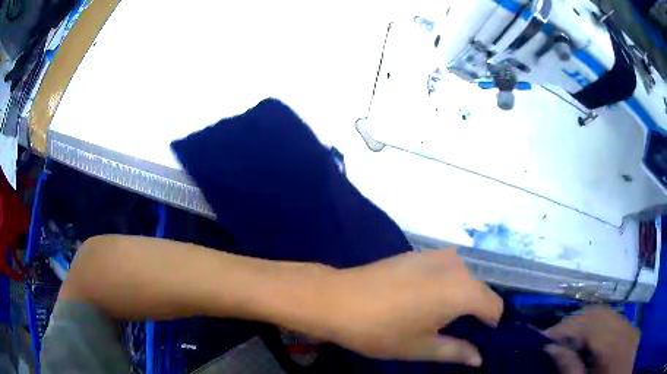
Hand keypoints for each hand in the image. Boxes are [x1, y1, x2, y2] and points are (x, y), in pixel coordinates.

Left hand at [321, 249, 502, 366]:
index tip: (476, 340)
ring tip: (438, 317)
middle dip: (475, 311)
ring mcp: (438, 255)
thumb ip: (457, 351)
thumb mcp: (422, 347)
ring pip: (465, 279)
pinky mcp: (420, 252)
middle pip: (481, 291)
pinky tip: (423, 299)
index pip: (495, 307)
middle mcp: (458, 266)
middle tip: (454, 332)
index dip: (489, 326)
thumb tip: (479, 358)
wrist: (337, 299)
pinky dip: (447, 284)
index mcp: (463, 290)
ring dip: (461, 297)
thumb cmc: (381, 330)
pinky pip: (447, 269)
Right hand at [544, 306, 638, 373]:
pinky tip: (588, 338)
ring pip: (606, 312)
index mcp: (612, 345)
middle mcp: (623, 328)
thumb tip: (551, 349)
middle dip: (573, 321)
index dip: (563, 328)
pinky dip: (598, 322)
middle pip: (597, 313)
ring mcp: (629, 327)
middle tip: (552, 337)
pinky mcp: (631, 330)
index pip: (586, 324)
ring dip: (585, 320)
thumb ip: (570, 368)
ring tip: (568, 336)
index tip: (542, 337)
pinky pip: (614, 318)